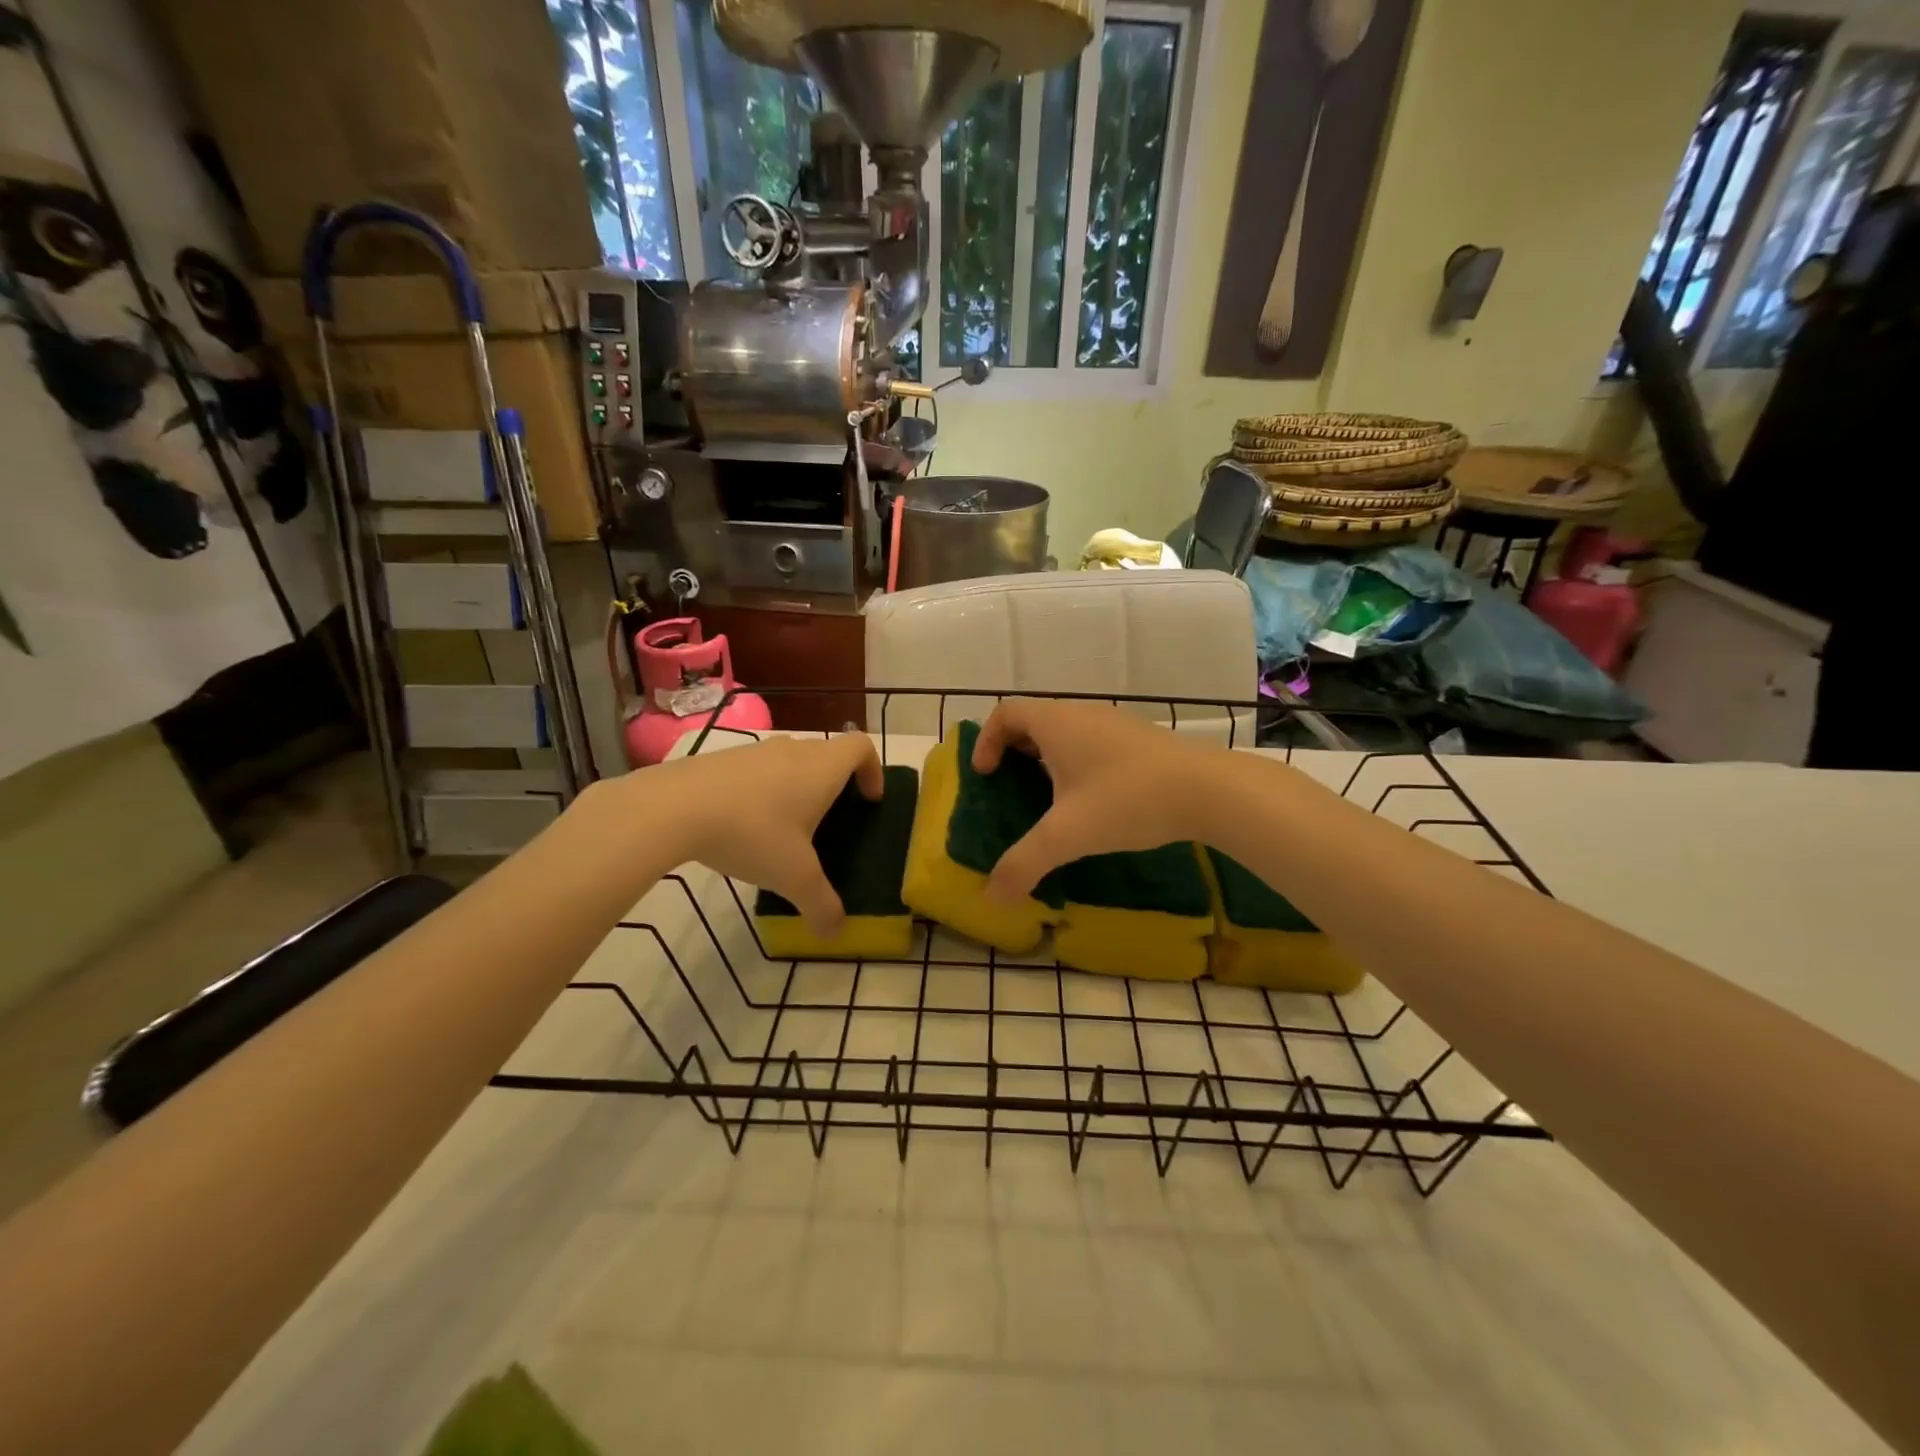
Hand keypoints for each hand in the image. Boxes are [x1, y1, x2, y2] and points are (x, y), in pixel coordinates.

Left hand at [649, 733, 883, 935]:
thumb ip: (821, 905)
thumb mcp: (793, 877)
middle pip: (826, 754)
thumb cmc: (752, 833)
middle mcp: (793, 750)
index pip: (861, 746)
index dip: (872, 769)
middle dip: (834, 784)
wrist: (673, 807)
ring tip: (783, 829)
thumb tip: (836, 933)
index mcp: (821, 768)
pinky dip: (761, 790)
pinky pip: (755, 770)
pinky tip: (742, 826)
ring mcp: (754, 751)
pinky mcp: (721, 759)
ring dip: (795, 787)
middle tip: (829, 822)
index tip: (868, 799)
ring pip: (788, 761)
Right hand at [971, 700, 1227, 898]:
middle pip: (1034, 719)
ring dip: (1049, 757)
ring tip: (1050, 798)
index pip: (1006, 712)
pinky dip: (1079, 762)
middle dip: (1014, 751)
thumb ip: (1024, 864)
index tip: (987, 775)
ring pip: (1067, 731)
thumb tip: (991, 898)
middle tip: (1011, 787)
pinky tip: (1095, 800)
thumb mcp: (1067, 835)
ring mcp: (1116, 723)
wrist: (1209, 789)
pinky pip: (1094, 741)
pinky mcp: (1141, 739)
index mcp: (1056, 723)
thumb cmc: (1127, 800)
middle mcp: (1082, 713)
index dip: (986, 740)